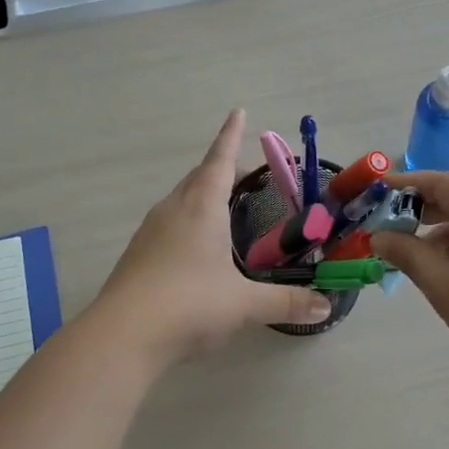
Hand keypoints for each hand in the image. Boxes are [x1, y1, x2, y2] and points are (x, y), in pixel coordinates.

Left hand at [95, 109, 332, 362]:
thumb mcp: (244, 304)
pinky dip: (186, 222)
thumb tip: (325, 308)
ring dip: (202, 195)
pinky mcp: (137, 256)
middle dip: (221, 169)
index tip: (238, 112)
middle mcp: (173, 211)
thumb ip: (286, 302)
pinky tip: (194, 249)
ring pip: (180, 201)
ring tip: (222, 208)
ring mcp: (150, 233)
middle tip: (244, 173)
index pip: (219, 161)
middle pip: (198, 178)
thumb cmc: (189, 305)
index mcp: (201, 208)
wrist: (122, 336)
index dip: (231, 136)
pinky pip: (167, 225)